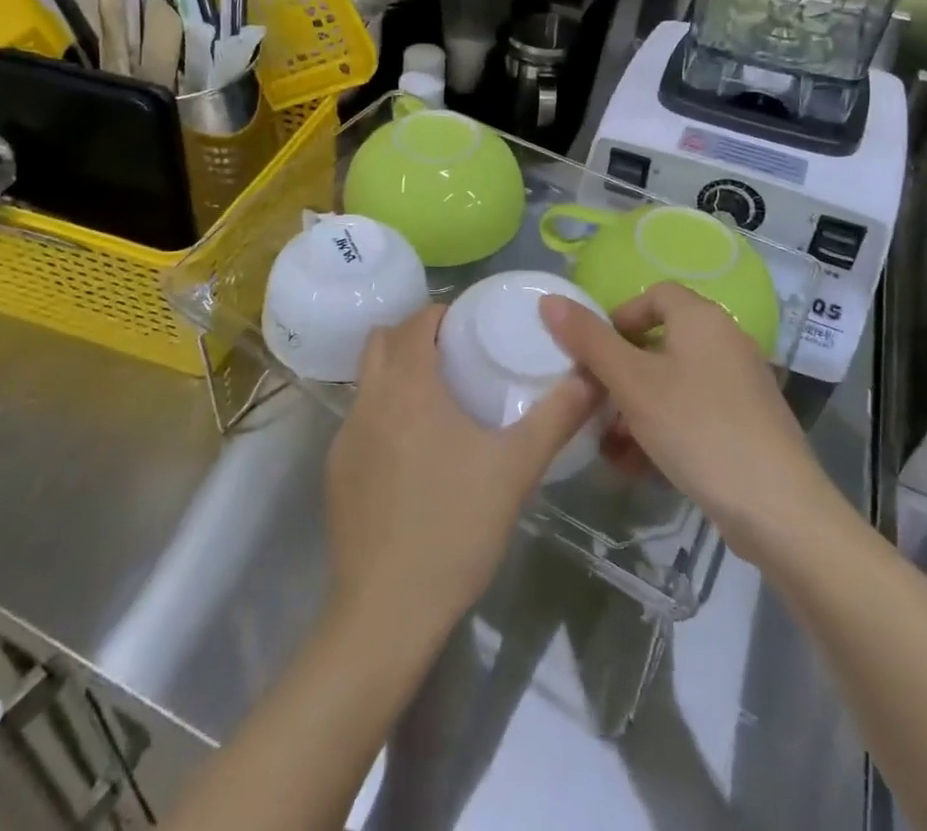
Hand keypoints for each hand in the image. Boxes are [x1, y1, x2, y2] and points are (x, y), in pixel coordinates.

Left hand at [325, 304, 601, 639]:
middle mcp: (368, 399)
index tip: (472, 326)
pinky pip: (360, 421)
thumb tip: (591, 376)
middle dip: (415, 336)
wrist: (386, 612)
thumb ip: (555, 416)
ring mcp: (345, 437)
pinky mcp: (335, 472)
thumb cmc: (454, 526)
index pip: (416, 321)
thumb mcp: (515, 468)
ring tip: (439, 401)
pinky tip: (414, 455)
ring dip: (397, 375)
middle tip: (455, 356)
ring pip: (368, 381)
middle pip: (382, 341)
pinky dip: (385, 415)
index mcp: (407, 385)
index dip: (442, 314)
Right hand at [540, 284, 839, 567]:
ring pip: (673, 383)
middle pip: (660, 342)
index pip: (654, 294)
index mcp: (701, 319)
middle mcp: (726, 342)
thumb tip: (549, 299)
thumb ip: (589, 341)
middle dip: (620, 374)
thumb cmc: (698, 428)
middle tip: (594, 404)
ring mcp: (740, 385)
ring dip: (636, 409)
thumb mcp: (632, 383)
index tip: (594, 355)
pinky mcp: (747, 424)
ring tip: (610, 445)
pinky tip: (639, 466)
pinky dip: (664, 429)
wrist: (779, 509)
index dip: (619, 317)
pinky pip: (693, 412)